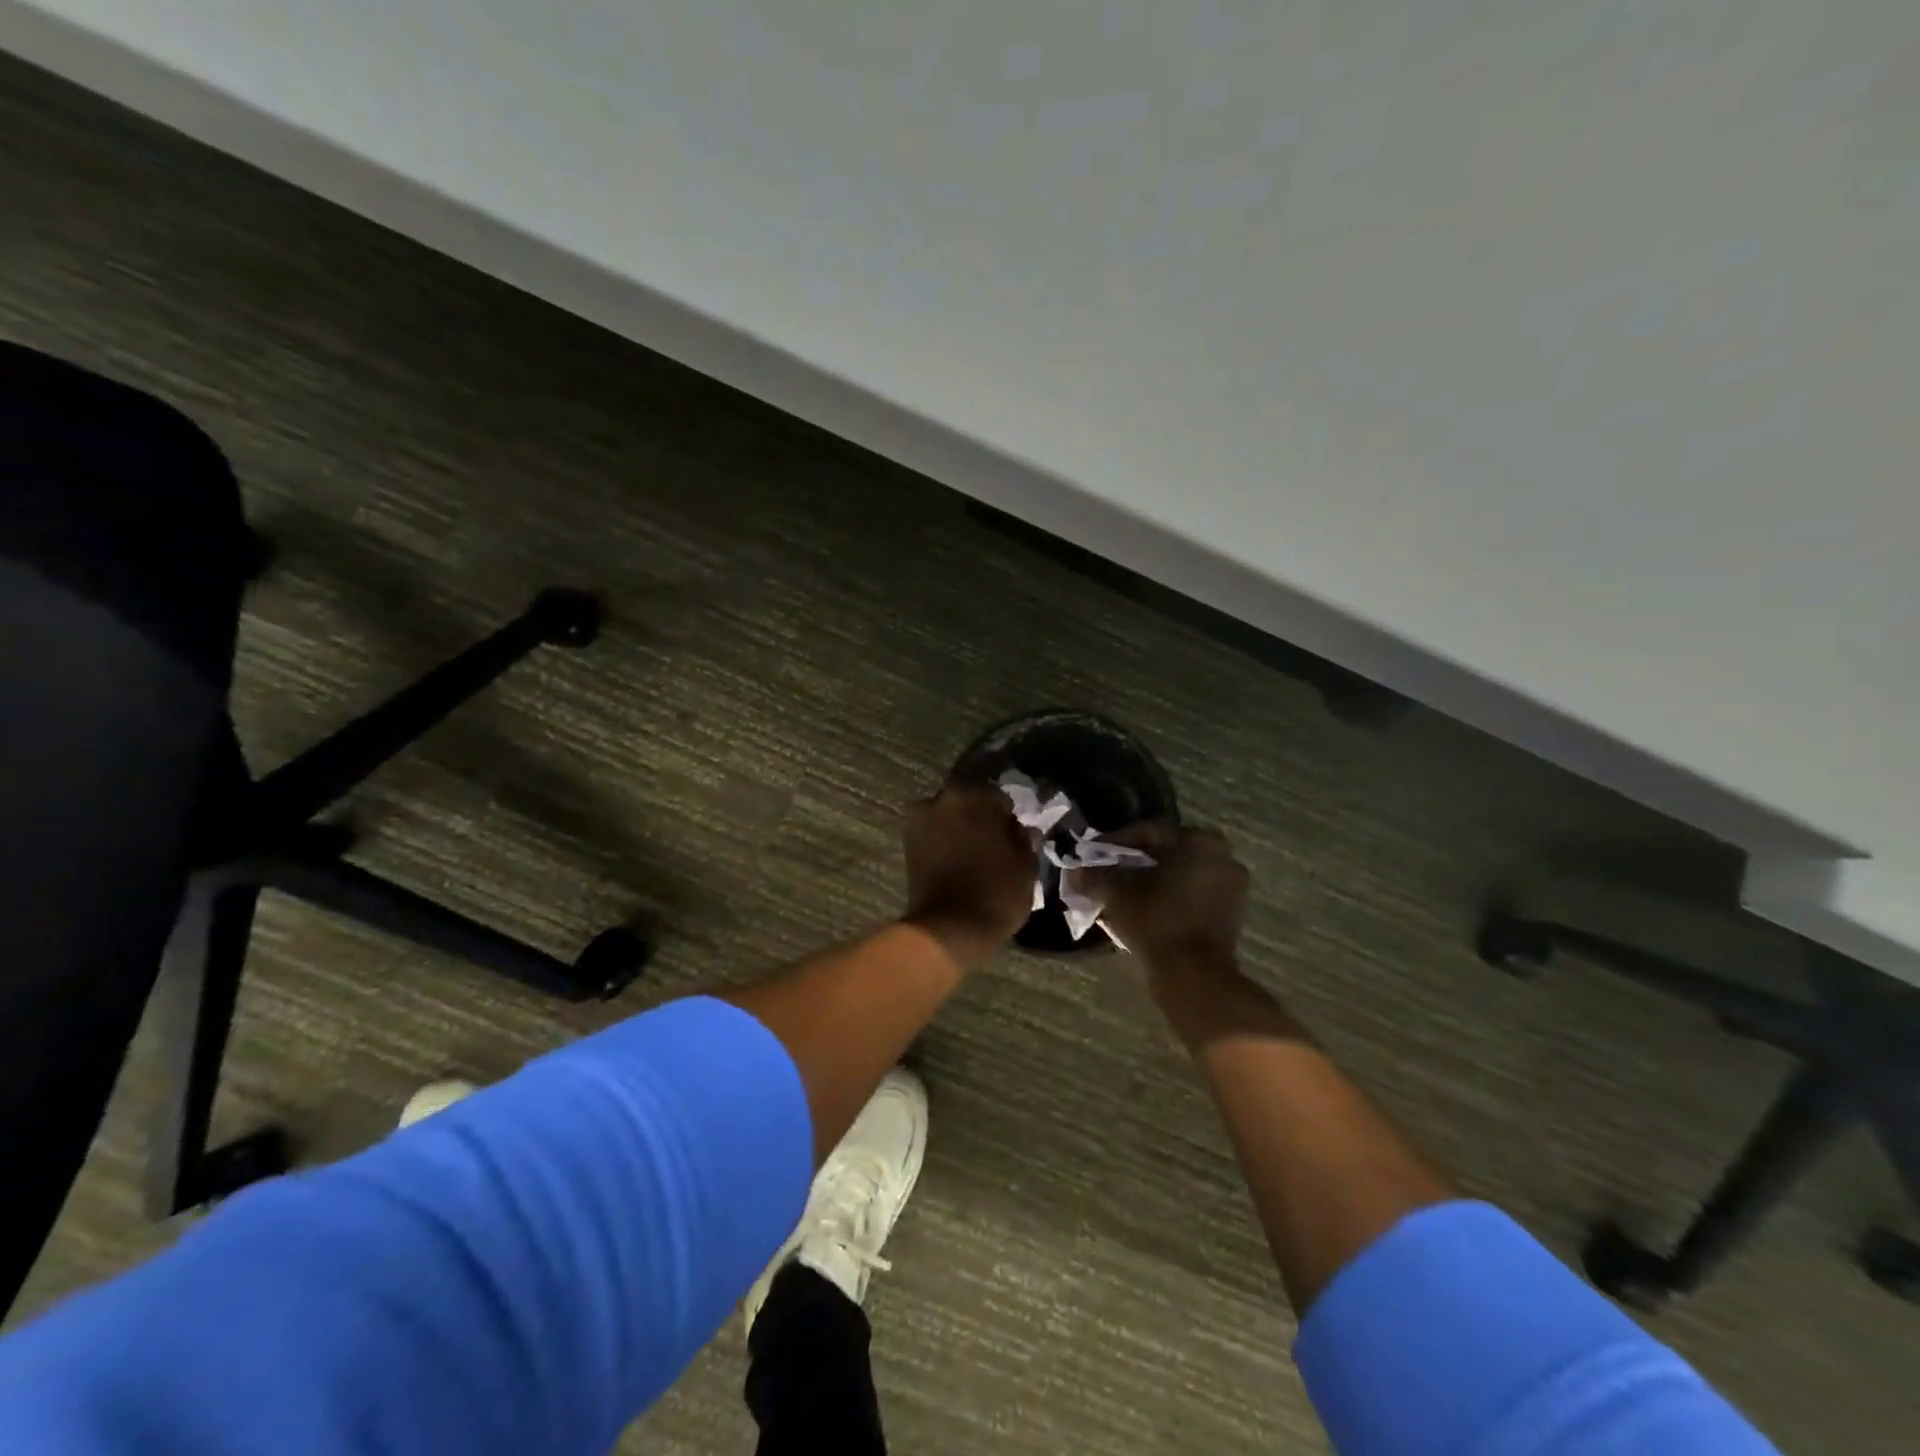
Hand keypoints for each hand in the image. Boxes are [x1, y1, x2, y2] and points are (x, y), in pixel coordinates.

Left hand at [900, 785, 1036, 969]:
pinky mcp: (907, 842)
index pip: (997, 795)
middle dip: (979, 815)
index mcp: (976, 796)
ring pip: (947, 814)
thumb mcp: (1025, 865)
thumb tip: (1023, 828)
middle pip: (968, 800)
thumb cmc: (996, 893)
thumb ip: (1023, 838)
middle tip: (992, 838)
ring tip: (972, 850)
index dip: (1006, 812)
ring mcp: (921, 819)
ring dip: (959, 826)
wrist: (949, 928)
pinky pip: (932, 832)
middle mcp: (944, 798)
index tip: (1012, 829)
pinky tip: (956, 858)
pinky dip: (942, 840)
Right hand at [1087, 825, 1248, 987]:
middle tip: (1105, 874)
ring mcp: (1232, 889)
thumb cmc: (1156, 920)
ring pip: (1179, 878)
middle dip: (1133, 865)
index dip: (1114, 843)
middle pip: (1166, 855)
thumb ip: (1094, 876)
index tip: (1091, 854)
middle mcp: (1223, 857)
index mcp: (1200, 841)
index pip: (1148, 832)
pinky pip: (1192, 899)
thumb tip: (1077, 873)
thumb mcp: (1115, 893)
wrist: (1193, 976)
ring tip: (1120, 896)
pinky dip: (1168, 901)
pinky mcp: (1231, 918)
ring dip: (1150, 884)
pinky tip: (1143, 913)